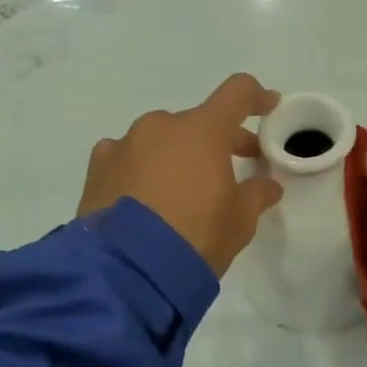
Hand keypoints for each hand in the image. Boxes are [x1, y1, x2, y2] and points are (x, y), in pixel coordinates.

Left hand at [78, 74, 283, 274]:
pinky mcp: (97, 169)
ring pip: (160, 140)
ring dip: (176, 156)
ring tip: (180, 193)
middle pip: (198, 122)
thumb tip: (267, 186)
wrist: (125, 273)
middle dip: (218, 142)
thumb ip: (256, 195)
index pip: (237, 93)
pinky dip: (140, 169)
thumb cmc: (195, 237)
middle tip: (231, 171)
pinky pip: (126, 158)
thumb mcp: (240, 221)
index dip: (257, 97)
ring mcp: (124, 145)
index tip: (269, 107)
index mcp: (202, 130)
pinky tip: (142, 198)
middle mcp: (161, 126)